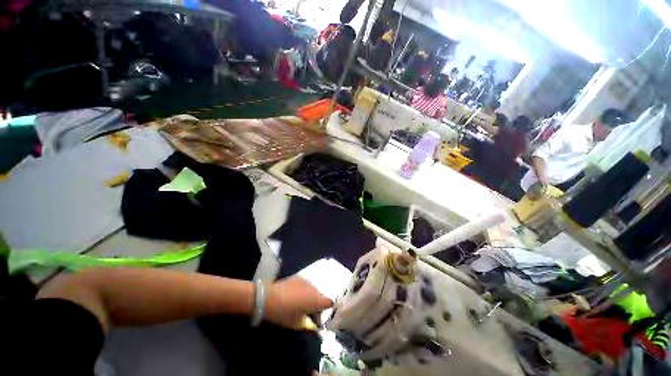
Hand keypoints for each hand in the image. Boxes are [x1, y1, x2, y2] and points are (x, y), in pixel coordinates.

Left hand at [264, 276, 332, 328]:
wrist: (269, 297)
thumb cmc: (284, 313)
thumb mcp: (297, 323)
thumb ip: (308, 322)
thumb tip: (314, 322)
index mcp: (316, 300)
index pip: (329, 302)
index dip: (327, 309)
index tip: (321, 316)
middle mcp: (314, 288)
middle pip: (320, 296)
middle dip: (317, 303)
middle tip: (308, 312)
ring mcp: (306, 281)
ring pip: (313, 290)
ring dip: (310, 296)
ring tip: (300, 303)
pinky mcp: (298, 277)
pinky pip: (305, 285)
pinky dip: (303, 291)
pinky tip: (294, 295)